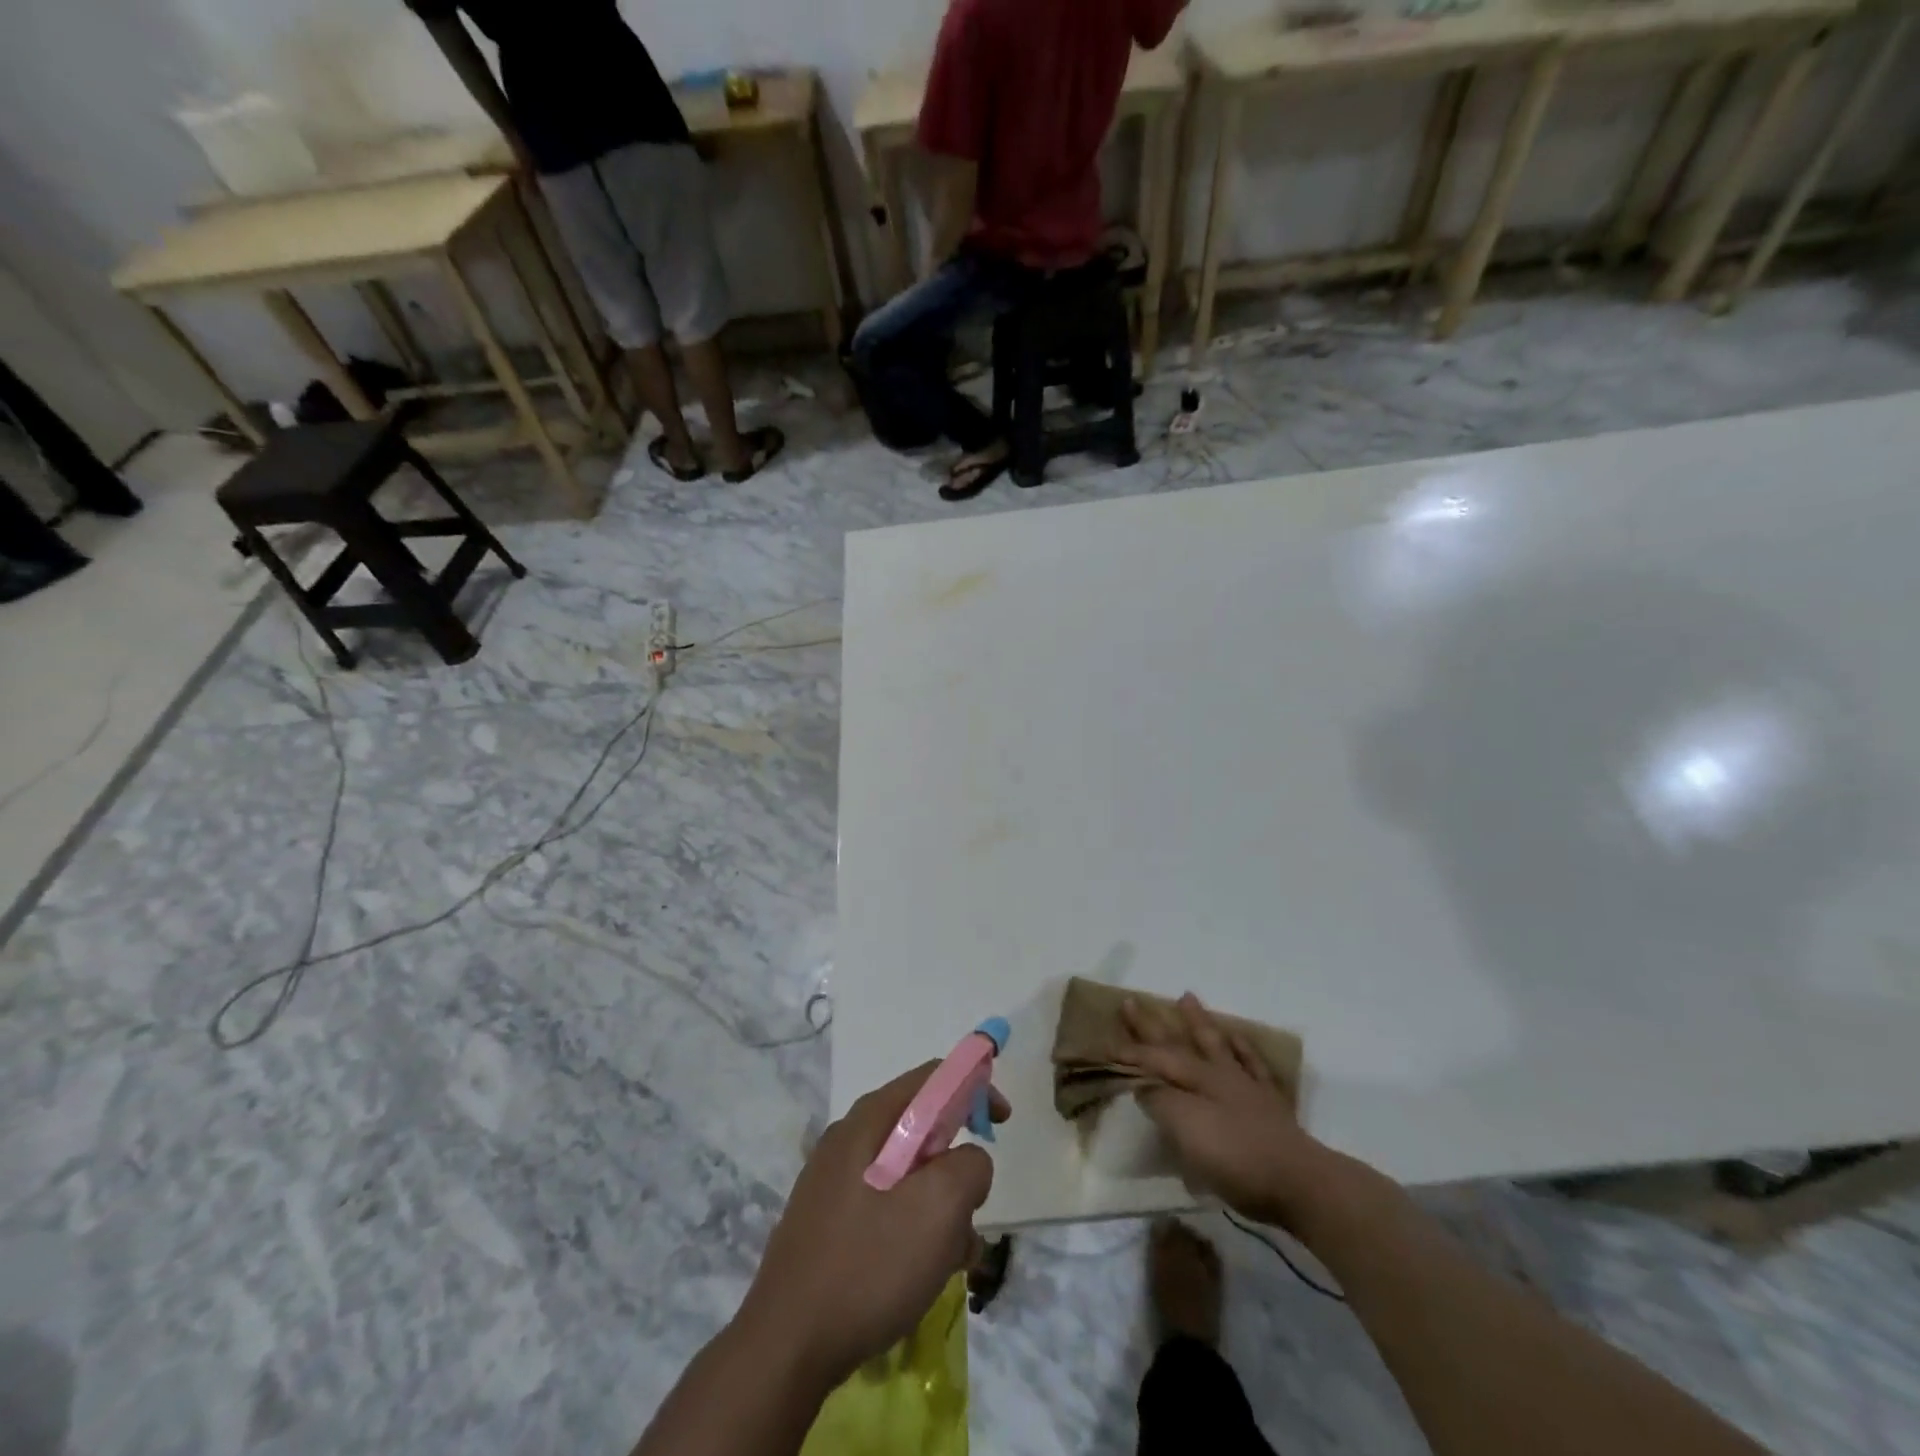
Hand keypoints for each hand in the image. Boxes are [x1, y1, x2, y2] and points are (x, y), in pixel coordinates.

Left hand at [737, 1063, 1006, 1388]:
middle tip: (971, 1213)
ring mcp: (833, 1181)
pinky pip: (885, 1206)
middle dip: (956, 1166)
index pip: (933, 1077)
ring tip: (949, 1260)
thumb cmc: (869, 1266)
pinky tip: (918, 1276)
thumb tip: (967, 1161)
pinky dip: (912, 1228)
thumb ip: (970, 1166)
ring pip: (906, 1174)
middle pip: (921, 1128)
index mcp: (870, 1120)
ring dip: (939, 1208)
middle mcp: (848, 1138)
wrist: (786, 1347)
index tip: (1000, 1123)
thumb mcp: (940, 1209)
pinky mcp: (826, 1222)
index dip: (975, 1088)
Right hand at [1120, 992, 1334, 1229]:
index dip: (1128, 1053)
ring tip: (1186, 997)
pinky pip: (1253, 1066)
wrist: (1300, 1182)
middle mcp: (1217, 1075)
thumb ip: (1160, 1102)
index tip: (1103, 1042)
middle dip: (1151, 1025)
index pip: (1153, 1060)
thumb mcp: (1185, 1130)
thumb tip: (1143, 1085)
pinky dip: (1243, 1048)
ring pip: (1216, 1045)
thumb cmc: (1235, 1158)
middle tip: (1131, 1001)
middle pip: (1177, 1044)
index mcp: (1194, 1080)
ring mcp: (1245, 1087)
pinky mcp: (1270, 1105)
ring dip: (1198, 1022)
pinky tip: (1237, 1037)